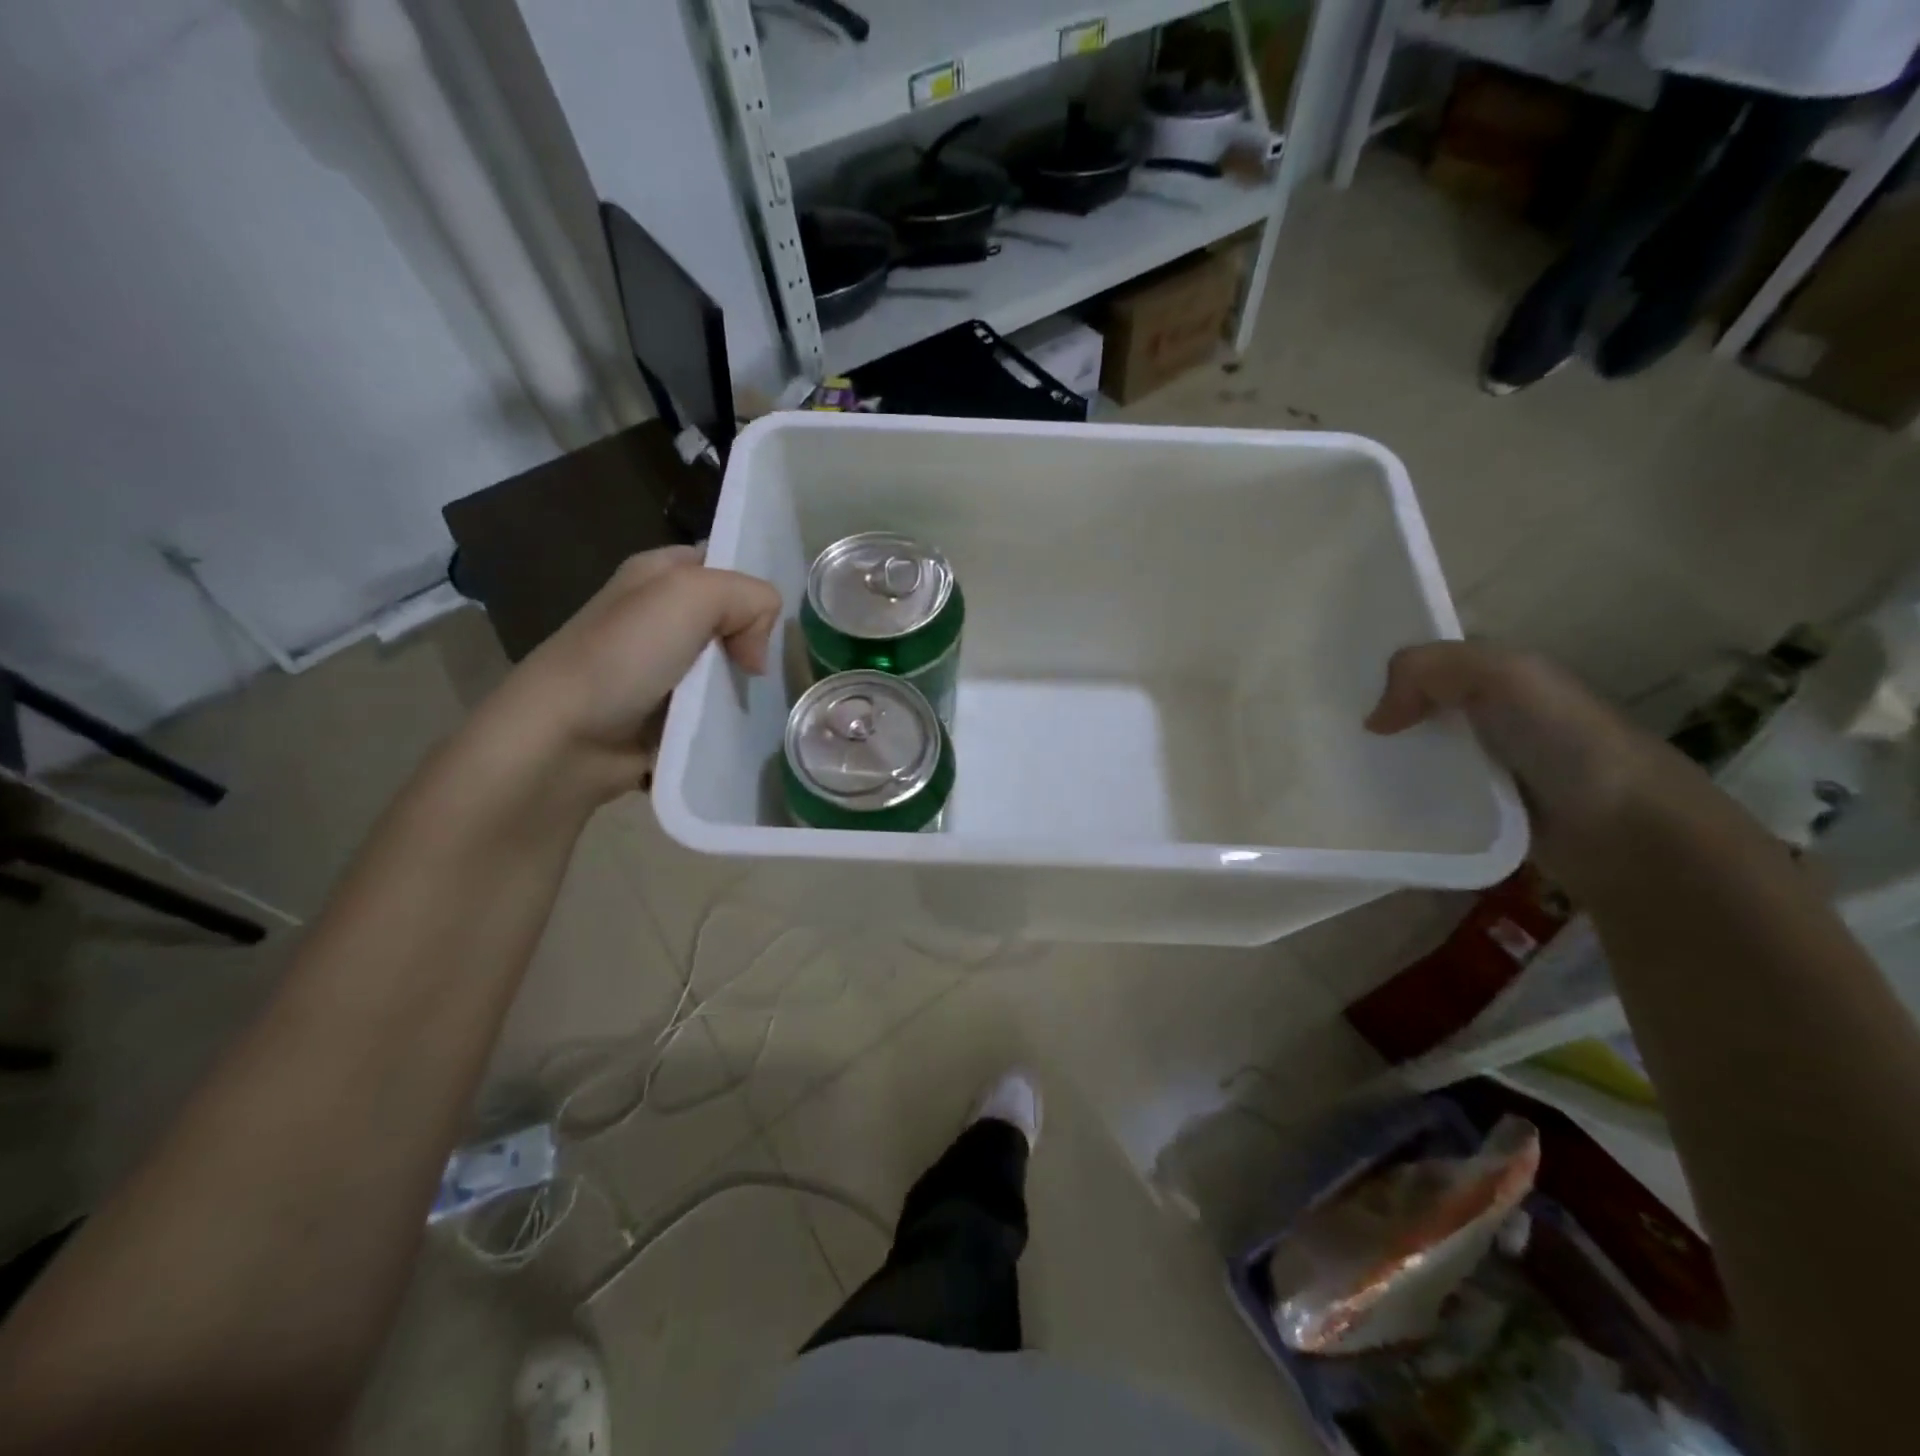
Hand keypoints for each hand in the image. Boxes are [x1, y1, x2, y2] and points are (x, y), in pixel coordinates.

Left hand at [484, 546, 780, 798]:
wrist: (566, 738)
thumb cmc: (624, 655)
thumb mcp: (693, 595)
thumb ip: (750, 598)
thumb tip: (757, 656)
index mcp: (657, 574)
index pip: (723, 564)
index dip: (750, 587)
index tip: (766, 622)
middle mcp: (658, 616)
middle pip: (731, 620)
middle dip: (754, 642)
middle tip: (757, 669)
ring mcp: (660, 668)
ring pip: (726, 667)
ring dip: (744, 686)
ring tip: (757, 702)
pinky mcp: (664, 714)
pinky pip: (713, 709)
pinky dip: (728, 718)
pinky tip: (740, 727)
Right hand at [1364, 642, 1685, 882]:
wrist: (1626, 832)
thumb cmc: (1567, 741)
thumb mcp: (1503, 676)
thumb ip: (1428, 670)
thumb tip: (1373, 721)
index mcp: (1503, 677)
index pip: (1429, 665)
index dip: (1385, 669)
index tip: (1334, 689)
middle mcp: (1493, 716)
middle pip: (1416, 709)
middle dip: (1375, 716)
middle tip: (1323, 734)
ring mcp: (1486, 767)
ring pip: (1416, 754)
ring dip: (1382, 761)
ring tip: (1333, 771)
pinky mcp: (1479, 812)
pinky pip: (1425, 796)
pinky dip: (1399, 798)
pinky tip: (1371, 803)